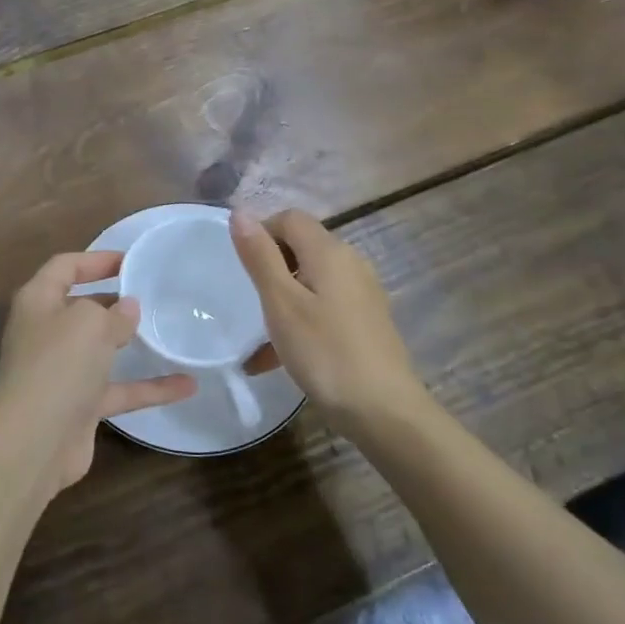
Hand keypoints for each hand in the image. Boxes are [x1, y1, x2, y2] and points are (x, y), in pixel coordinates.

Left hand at [0, 251, 195, 491]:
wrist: (33, 443)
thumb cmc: (58, 365)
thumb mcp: (89, 323)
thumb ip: (113, 312)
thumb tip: (127, 309)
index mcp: (38, 301)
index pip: (65, 266)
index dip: (96, 259)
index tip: (132, 261)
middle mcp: (46, 332)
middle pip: (82, 307)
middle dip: (114, 301)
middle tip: (153, 294)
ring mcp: (62, 371)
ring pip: (101, 349)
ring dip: (132, 343)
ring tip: (170, 331)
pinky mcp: (79, 406)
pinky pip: (119, 389)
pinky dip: (149, 387)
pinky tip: (187, 385)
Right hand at [231, 208, 428, 429]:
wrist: (384, 411)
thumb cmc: (325, 352)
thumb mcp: (281, 303)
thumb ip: (260, 256)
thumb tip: (240, 212)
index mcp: (330, 252)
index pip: (290, 218)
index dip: (262, 232)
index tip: (242, 267)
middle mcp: (351, 264)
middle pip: (302, 247)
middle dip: (271, 267)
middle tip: (249, 301)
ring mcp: (362, 294)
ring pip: (312, 281)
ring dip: (283, 299)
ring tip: (259, 338)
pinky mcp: (366, 321)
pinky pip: (325, 307)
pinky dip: (301, 320)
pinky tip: (281, 358)